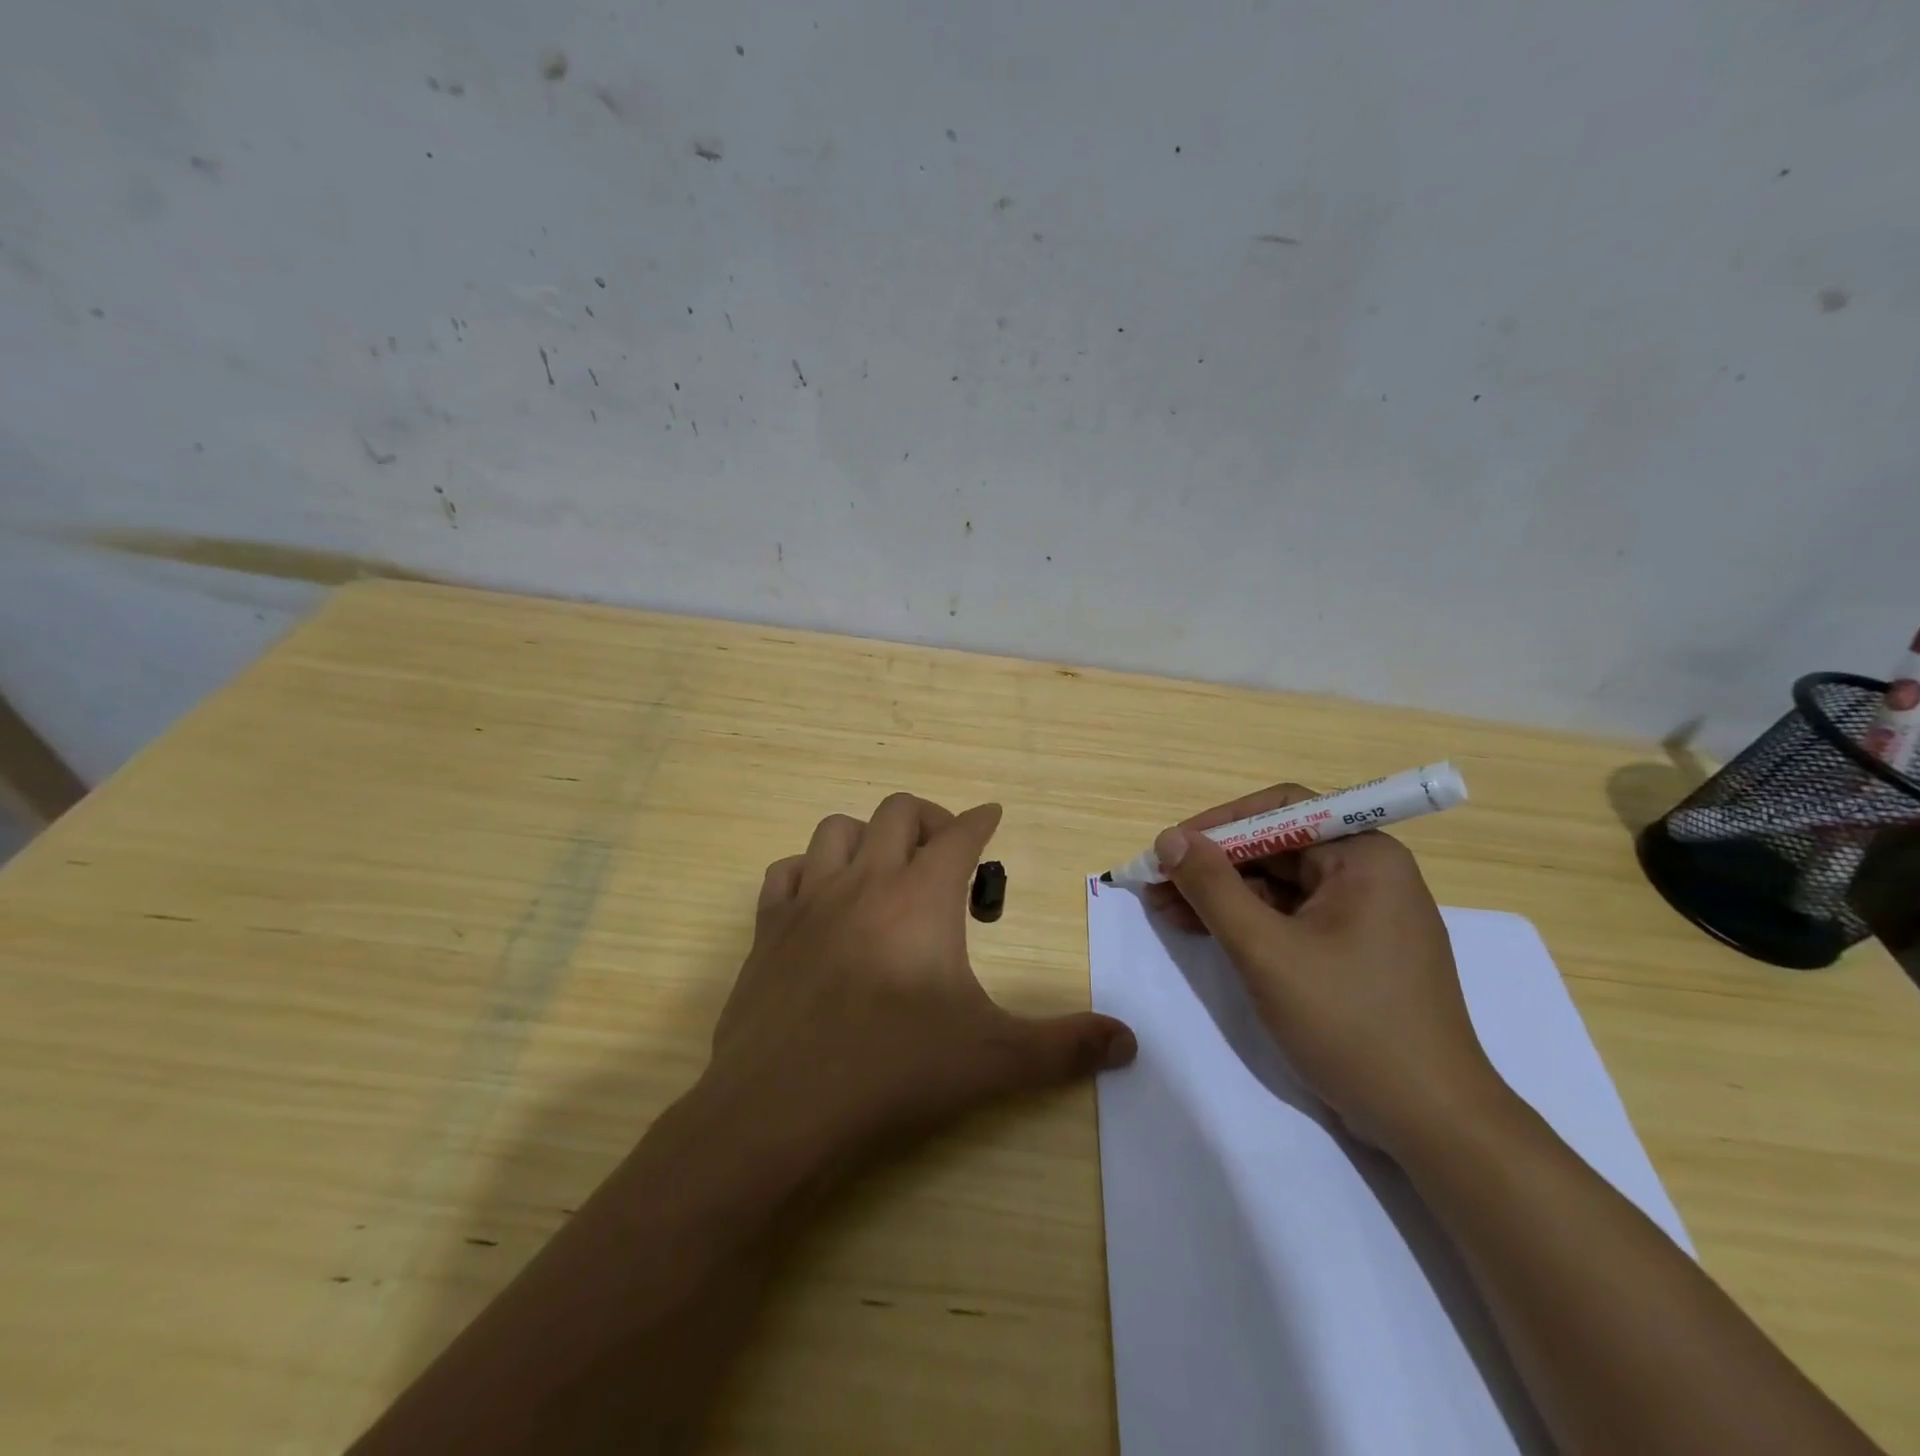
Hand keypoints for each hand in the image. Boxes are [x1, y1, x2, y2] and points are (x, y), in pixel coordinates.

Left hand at [704, 793, 1136, 1168]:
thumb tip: (1129, 1042)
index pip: (959, 835)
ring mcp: (810, 901)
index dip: (981, 820)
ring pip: (837, 829)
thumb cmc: (893, 1071)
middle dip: (931, 818)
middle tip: (948, 851)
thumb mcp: (993, 1059)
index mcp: (920, 898)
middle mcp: (864, 882)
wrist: (781, 1108)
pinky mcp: (769, 929)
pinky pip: (786, 872)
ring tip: (886, 868)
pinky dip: (809, 871)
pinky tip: (823, 900)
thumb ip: (1065, 1047)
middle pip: (898, 812)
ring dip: (868, 836)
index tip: (992, 816)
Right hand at [1143, 783, 1499, 1153]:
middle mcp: (1369, 873)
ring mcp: (1364, 914)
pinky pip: (1292, 917)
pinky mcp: (1355, 950)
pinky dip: (1247, 921)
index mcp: (1364, 856)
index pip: (1280, 810)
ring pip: (1279, 885)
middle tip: (1157, 884)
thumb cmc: (1350, 1023)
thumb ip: (1213, 888)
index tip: (1169, 848)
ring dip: (1222, 894)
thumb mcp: (1266, 950)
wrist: (1431, 1122)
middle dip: (1213, 864)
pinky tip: (1203, 931)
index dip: (1218, 824)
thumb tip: (1169, 838)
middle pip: (1276, 847)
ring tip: (1165, 909)